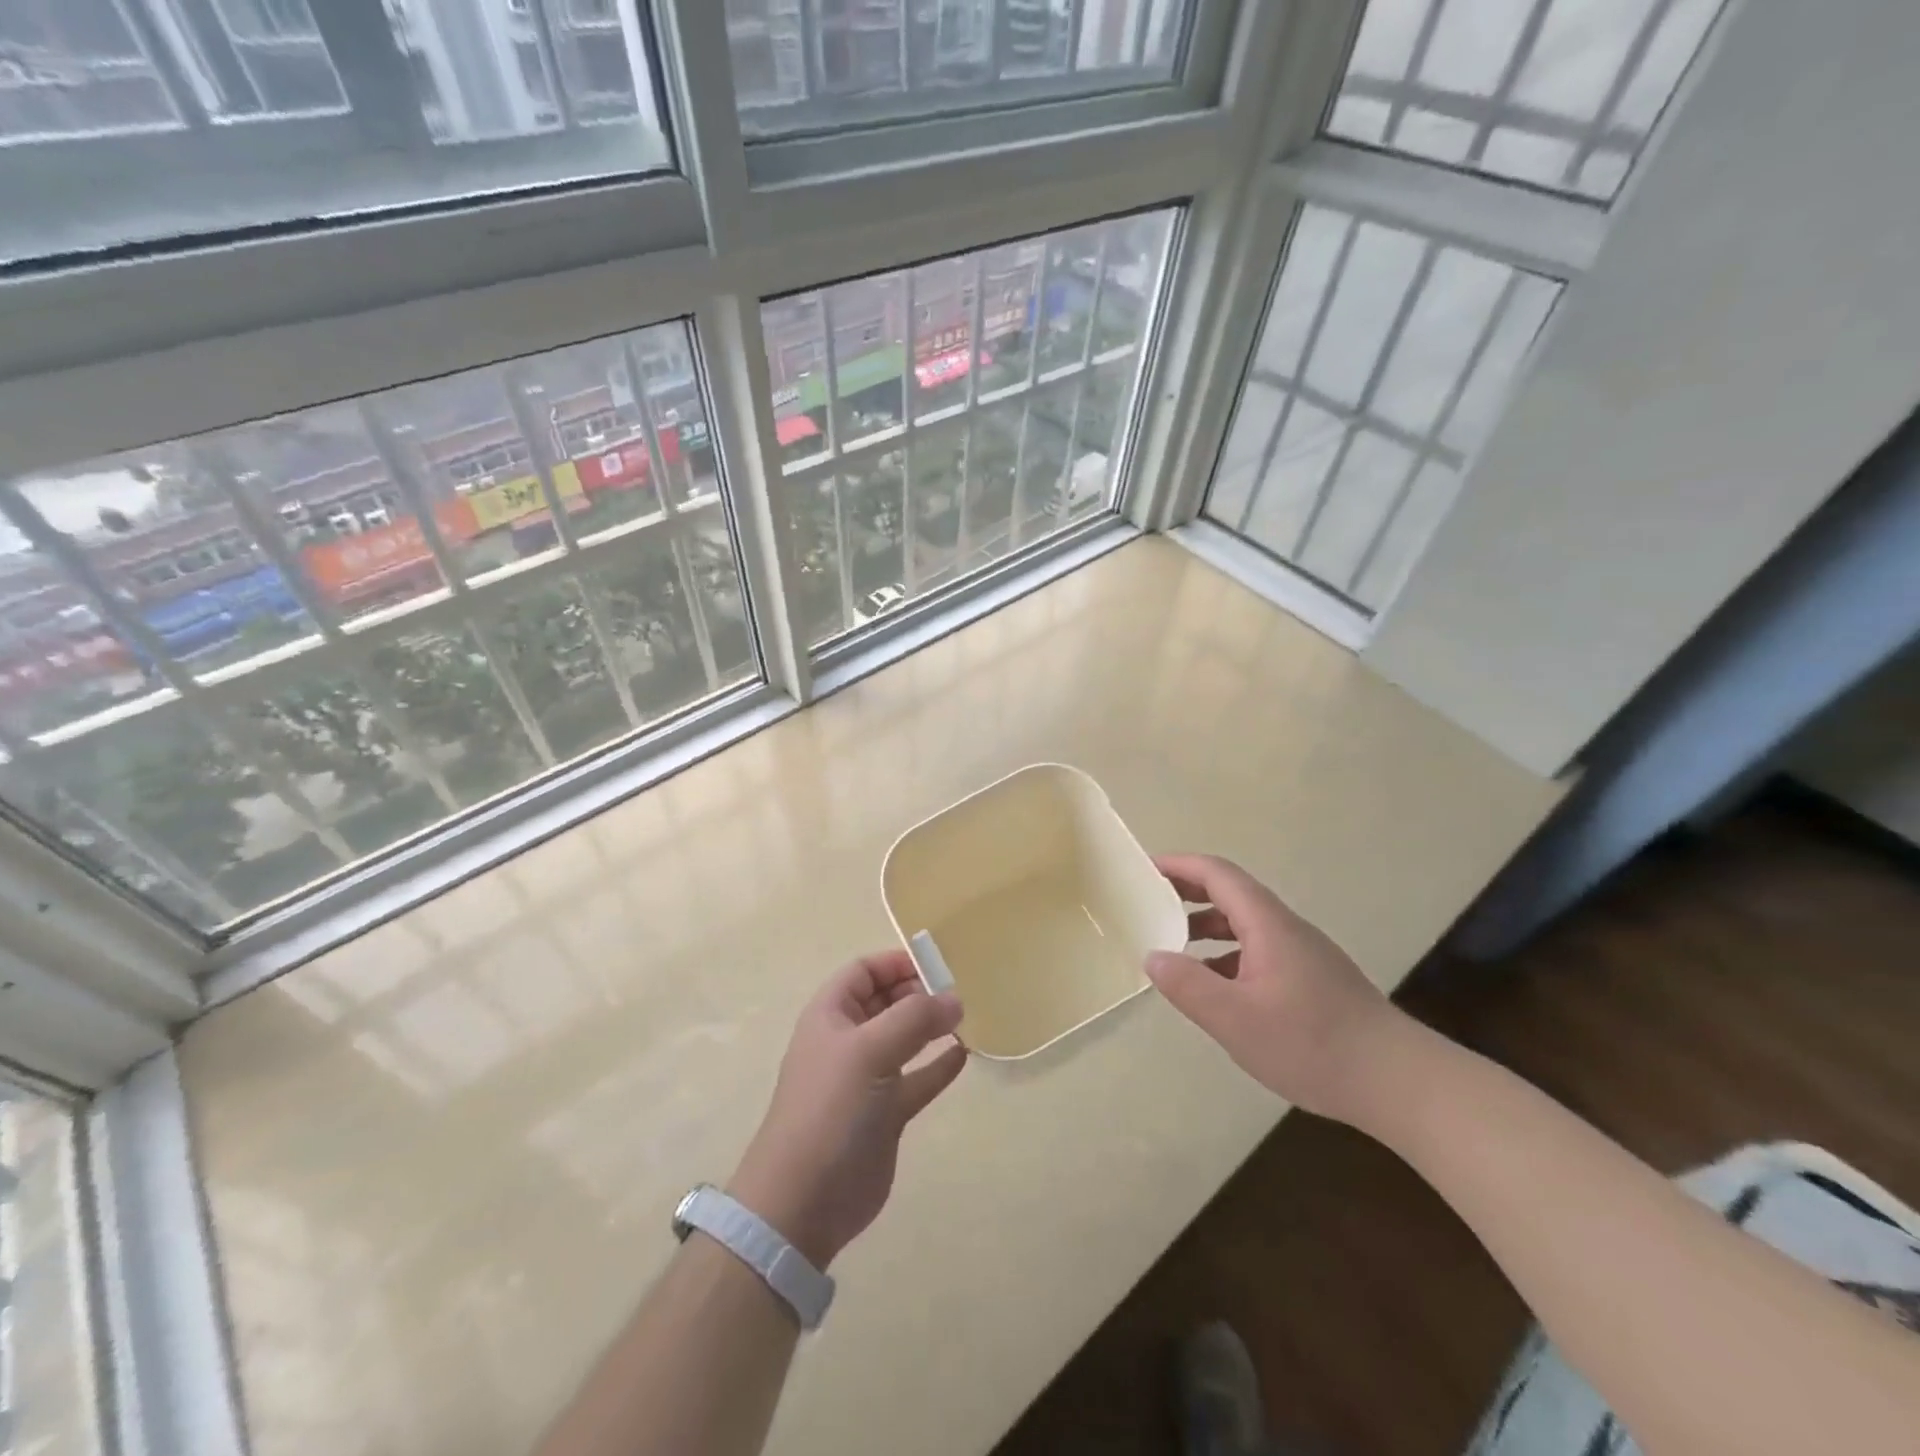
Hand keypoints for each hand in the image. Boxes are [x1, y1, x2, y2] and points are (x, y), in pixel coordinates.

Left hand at [728, 951, 966, 1269]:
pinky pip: (917, 1079)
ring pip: (903, 1040)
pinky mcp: (885, 1114)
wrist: (803, 1200)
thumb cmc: (830, 1109)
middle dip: (919, 992)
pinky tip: (964, 1054)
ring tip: (966, 1017)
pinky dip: (938, 1065)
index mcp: (831, 1016)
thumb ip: (914, 1019)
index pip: (863, 972)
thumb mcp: (868, 1051)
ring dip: (931, 1027)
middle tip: (958, 992)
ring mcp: (867, 1079)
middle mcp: (848, 1041)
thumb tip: (954, 998)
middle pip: (886, 1002)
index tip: (936, 965)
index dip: (895, 962)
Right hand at [1147, 854, 1408, 1124]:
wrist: (1398, 1082)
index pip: (1218, 874)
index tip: (1144, 869)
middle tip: (1149, 902)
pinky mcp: (1313, 981)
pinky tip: (1214, 988)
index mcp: (1268, 924)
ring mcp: (1303, 955)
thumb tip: (1153, 956)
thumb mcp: (1235, 1019)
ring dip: (1207, 926)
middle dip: (1188, 892)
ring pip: (1246, 925)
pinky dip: (1227, 956)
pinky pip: (1259, 951)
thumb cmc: (1312, 1044)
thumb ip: (1188, 985)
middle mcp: (1286, 929)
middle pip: (1232, 894)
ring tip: (1173, 946)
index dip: (1180, 865)